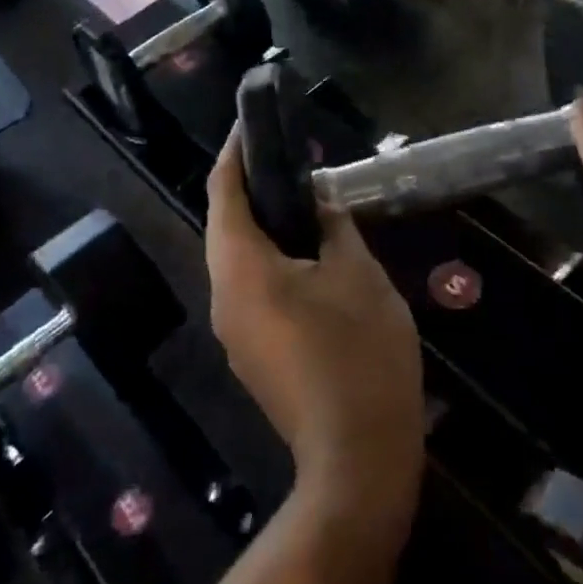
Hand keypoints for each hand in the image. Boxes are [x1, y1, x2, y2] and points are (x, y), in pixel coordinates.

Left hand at [205, 132, 425, 514]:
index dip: (235, 153)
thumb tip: (318, 197)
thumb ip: (333, 225)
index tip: (252, 124)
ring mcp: (233, 331)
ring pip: (237, 258)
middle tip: (289, 159)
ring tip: (302, 198)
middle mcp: (223, 296)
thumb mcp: (357, 273)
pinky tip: (307, 254)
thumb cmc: (359, 353)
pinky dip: (269, 258)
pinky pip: (250, 287)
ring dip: (262, 224)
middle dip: (250, 187)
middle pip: (225, 224)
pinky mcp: (252, 353)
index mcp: (242, 268)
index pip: (224, 192)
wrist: (357, 458)